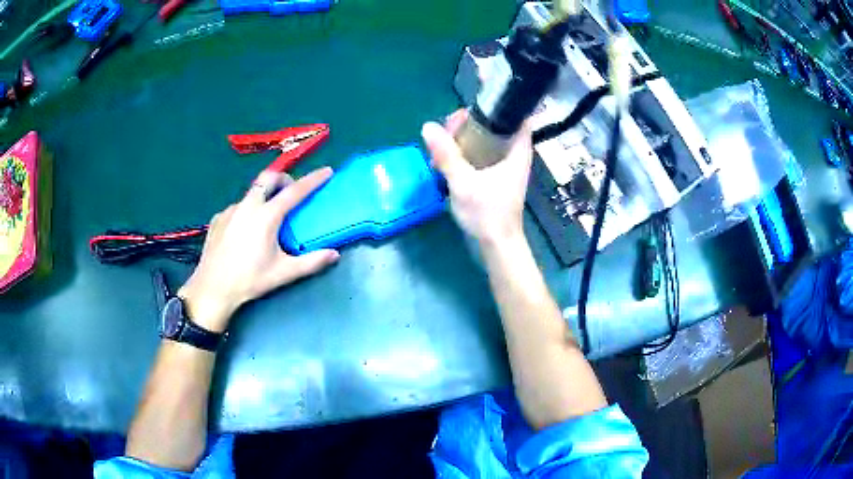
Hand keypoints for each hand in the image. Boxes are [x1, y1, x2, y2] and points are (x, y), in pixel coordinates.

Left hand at [178, 168, 340, 332]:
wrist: (212, 288)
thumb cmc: (249, 280)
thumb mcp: (283, 273)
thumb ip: (311, 262)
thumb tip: (334, 254)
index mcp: (266, 216)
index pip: (295, 191)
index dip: (313, 180)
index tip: (326, 171)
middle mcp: (248, 206)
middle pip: (268, 178)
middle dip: (283, 179)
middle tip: (290, 193)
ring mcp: (230, 210)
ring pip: (251, 192)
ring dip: (264, 196)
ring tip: (266, 218)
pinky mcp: (218, 218)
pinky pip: (237, 206)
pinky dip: (247, 210)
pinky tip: (244, 231)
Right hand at [421, 109, 532, 245]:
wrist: (497, 245)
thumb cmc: (488, 214)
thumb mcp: (464, 183)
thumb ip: (447, 155)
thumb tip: (428, 126)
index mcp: (516, 150)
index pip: (518, 114)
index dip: (500, 102)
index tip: (476, 101)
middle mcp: (514, 153)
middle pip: (495, 123)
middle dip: (472, 120)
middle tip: (448, 127)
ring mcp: (504, 164)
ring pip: (486, 138)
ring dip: (465, 136)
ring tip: (442, 142)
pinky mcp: (495, 174)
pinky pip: (480, 153)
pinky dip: (465, 150)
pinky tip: (445, 159)